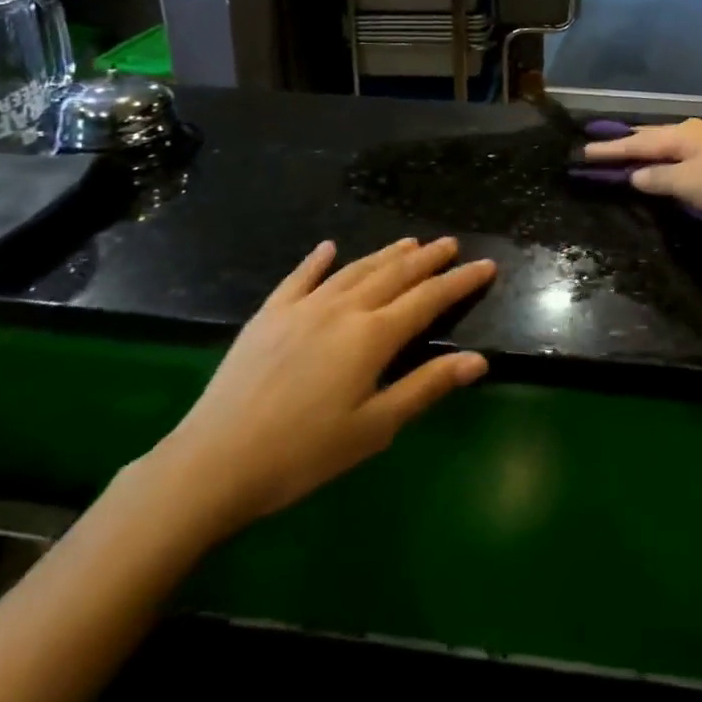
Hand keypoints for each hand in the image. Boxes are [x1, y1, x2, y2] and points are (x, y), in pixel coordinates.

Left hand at [150, 237, 494, 538]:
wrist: (216, 460)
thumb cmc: (304, 454)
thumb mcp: (374, 428)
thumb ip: (426, 387)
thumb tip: (478, 360)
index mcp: (372, 336)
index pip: (428, 299)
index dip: (459, 281)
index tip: (486, 264)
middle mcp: (343, 308)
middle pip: (394, 275)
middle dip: (427, 259)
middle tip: (450, 243)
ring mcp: (303, 306)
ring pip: (354, 269)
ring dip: (385, 254)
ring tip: (409, 242)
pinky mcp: (270, 314)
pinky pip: (300, 276)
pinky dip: (318, 260)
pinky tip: (328, 247)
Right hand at [581, 118, 701, 220]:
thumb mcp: (687, 183)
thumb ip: (658, 179)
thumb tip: (635, 174)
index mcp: (680, 134)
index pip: (636, 143)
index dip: (609, 149)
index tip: (584, 151)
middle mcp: (694, 131)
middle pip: (654, 137)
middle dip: (629, 143)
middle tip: (604, 146)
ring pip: (673, 145)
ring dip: (652, 151)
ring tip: (634, 153)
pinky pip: (689, 156)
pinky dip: (673, 161)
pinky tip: (674, 167)